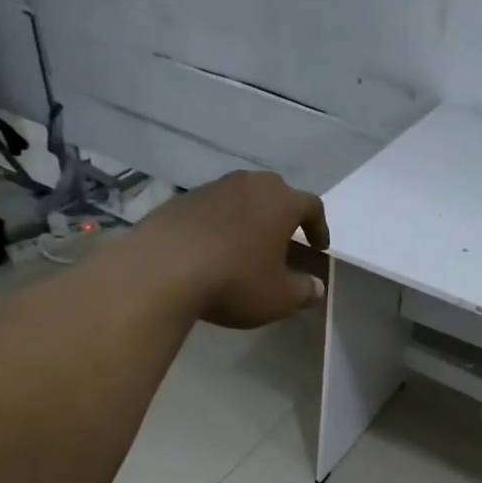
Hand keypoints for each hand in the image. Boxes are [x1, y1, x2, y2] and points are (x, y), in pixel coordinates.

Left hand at [138, 171, 329, 328]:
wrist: (162, 270)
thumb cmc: (235, 281)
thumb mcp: (279, 297)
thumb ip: (305, 290)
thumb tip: (317, 287)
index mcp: (281, 202)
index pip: (312, 206)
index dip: (319, 228)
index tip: (318, 248)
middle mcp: (250, 185)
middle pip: (276, 192)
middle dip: (284, 214)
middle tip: (284, 239)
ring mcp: (213, 188)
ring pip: (242, 196)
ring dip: (250, 217)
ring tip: (248, 244)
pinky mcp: (181, 199)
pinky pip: (212, 208)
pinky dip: (220, 223)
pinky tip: (214, 248)